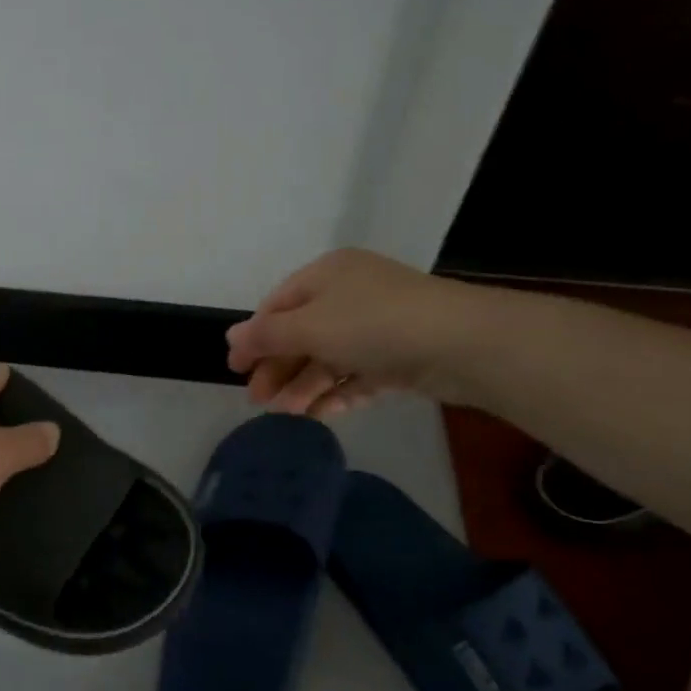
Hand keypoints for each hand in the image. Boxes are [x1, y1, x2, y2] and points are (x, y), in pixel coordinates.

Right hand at [227, 249, 501, 416]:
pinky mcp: (398, 356)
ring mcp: (377, 326)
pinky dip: (338, 392)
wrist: (461, 343)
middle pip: (302, 334)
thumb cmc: (373, 324)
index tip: (235, 371)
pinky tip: (322, 414)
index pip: (278, 305)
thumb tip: (230, 337)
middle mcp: (350, 295)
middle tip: (260, 402)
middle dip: (279, 368)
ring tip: (289, 415)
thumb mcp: (309, 326)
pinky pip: (357, 374)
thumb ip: (266, 334)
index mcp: (327, 274)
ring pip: (329, 357)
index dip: (254, 338)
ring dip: (305, 386)